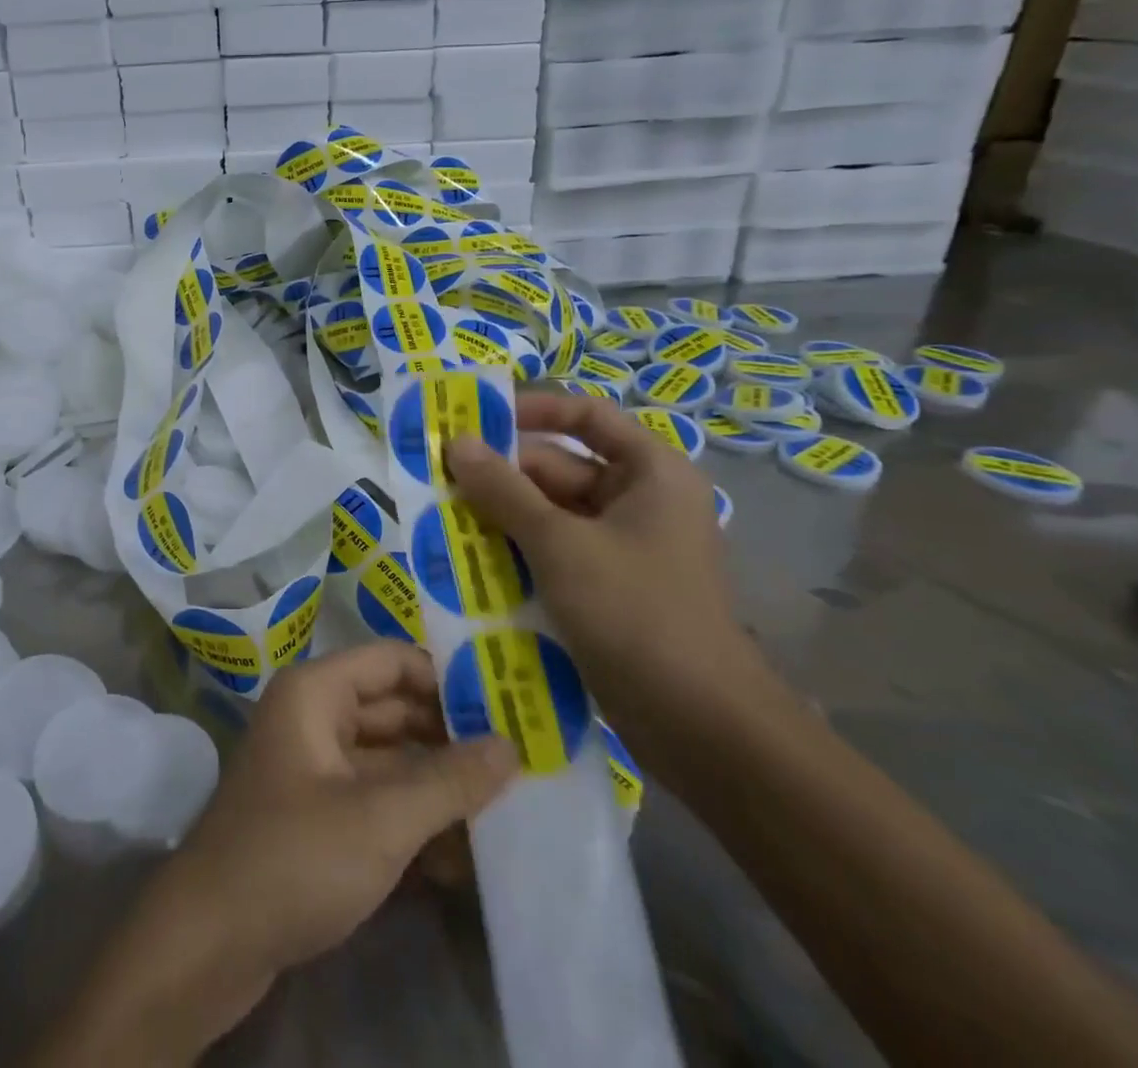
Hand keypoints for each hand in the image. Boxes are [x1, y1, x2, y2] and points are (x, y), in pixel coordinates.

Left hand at [35, 644, 514, 1065]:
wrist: (210, 941)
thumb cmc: (294, 856)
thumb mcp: (381, 818)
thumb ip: (449, 780)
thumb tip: (511, 745)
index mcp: (316, 692)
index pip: (392, 660)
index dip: (446, 678)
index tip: (507, 704)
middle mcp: (314, 718)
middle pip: (394, 710)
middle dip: (451, 737)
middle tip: (521, 761)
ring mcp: (314, 768)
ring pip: (389, 760)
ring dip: (438, 786)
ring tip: (506, 811)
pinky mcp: (316, 816)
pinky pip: (375, 800)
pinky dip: (413, 820)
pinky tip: (462, 858)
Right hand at [445, 391, 771, 780]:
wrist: (699, 726)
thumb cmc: (635, 612)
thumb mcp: (560, 543)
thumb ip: (503, 490)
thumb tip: (457, 442)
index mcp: (649, 473)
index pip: (586, 415)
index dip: (533, 410)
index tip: (477, 421)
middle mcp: (639, 502)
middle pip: (559, 468)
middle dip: (500, 477)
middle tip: (438, 481)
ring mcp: (623, 549)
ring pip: (550, 515)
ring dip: (501, 518)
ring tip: (441, 519)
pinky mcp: (608, 589)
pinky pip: (553, 554)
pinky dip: (516, 553)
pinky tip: (470, 562)